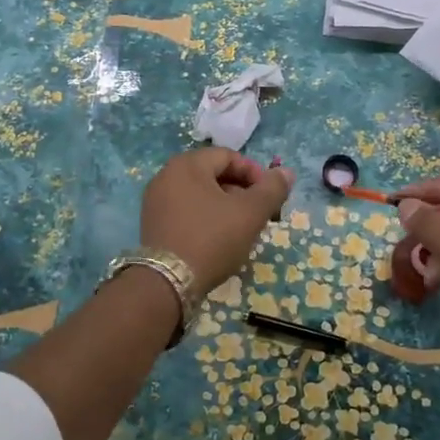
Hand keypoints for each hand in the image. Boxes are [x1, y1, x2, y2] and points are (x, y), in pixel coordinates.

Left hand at [141, 148, 295, 300]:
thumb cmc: (212, 239)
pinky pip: (186, 211)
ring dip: (226, 207)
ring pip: (201, 195)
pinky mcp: (153, 224)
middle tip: (260, 216)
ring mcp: (156, 201)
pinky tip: (219, 241)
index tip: (270, 199)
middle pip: (214, 175)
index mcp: (187, 164)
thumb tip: (286, 172)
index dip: (255, 174)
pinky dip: (206, 219)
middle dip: (242, 193)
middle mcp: (166, 176)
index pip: (229, 156)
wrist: (167, 283)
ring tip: (242, 231)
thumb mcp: (250, 213)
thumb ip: (272, 189)